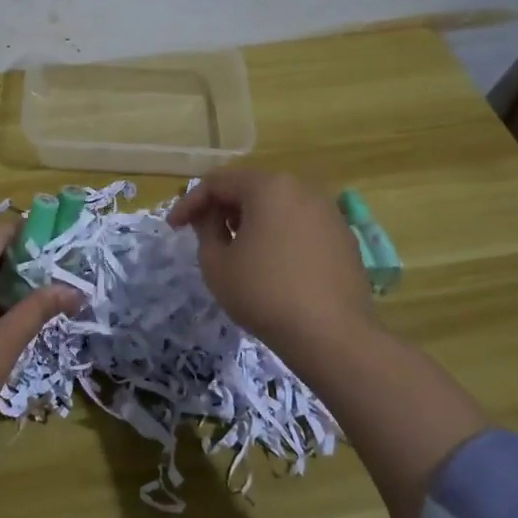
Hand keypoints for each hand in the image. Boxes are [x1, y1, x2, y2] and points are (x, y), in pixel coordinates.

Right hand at [168, 169, 376, 363]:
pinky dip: (278, 234)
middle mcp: (302, 188)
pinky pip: (300, 224)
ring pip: (278, 205)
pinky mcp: (343, 236)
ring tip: (236, 247)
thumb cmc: (264, 293)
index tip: (174, 227)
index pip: (218, 183)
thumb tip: (211, 218)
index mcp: (268, 186)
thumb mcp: (216, 263)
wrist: (331, 334)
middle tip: (204, 234)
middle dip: (222, 208)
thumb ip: (205, 230)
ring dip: (251, 219)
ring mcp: (328, 211)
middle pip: (250, 188)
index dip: (190, 203)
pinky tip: (271, 262)